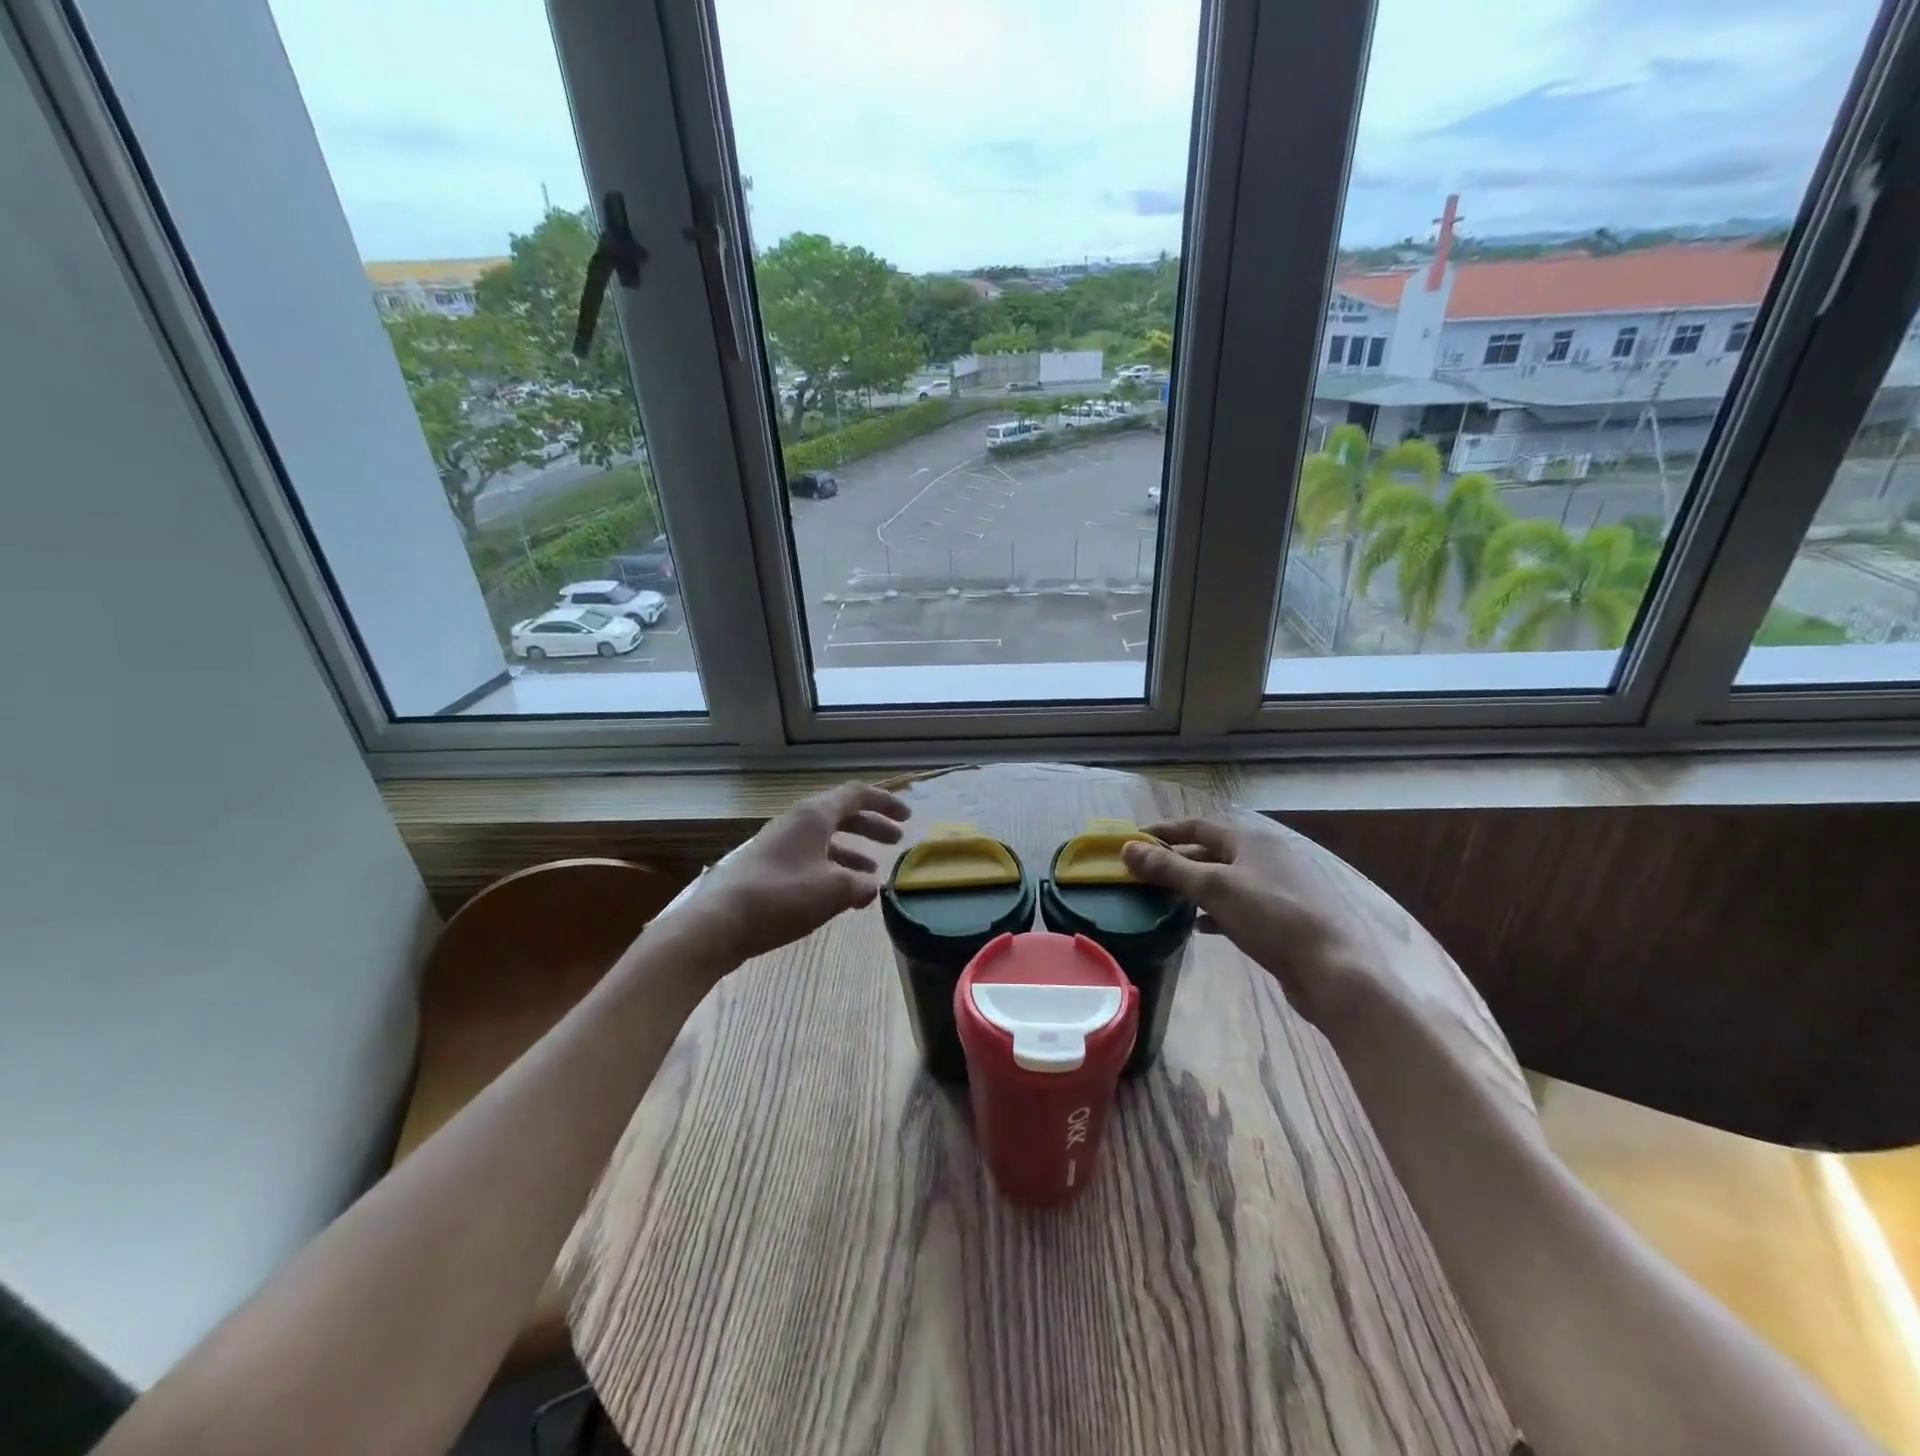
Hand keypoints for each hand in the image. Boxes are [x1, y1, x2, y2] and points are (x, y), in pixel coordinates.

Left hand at [674, 781, 910, 966]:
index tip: (907, 817)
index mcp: (813, 815)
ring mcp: (779, 845)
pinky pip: (810, 859)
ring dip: (852, 853)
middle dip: (871, 827)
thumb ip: (861, 885)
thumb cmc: (782, 896)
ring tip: (872, 874)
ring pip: (825, 840)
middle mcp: (796, 822)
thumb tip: (872, 886)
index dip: (884, 803)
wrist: (720, 922)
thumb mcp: (834, 890)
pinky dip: (832, 870)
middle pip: (841, 815)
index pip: (855, 795)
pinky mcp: (768, 868)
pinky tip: (841, 896)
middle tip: (895, 841)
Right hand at [1121, 814, 1397, 1030]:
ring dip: (1193, 887)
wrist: (1333, 970)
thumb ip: (1169, 867)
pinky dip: (1214, 911)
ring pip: (1223, 880)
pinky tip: (1199, 926)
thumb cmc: (1272, 918)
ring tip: (1162, 899)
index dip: (1163, 831)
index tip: (1132, 841)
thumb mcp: (1214, 888)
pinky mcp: (1282, 918)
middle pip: (1210, 851)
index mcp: (1251, 840)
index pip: (1197, 825)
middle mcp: (1265, 857)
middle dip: (1176, 861)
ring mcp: (1276, 888)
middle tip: (1142, 874)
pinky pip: (1238, 905)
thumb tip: (1127, 848)